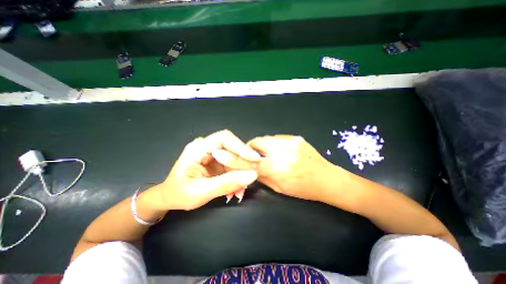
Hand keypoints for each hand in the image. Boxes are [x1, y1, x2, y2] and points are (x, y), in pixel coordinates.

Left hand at [148, 130, 259, 209]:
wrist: (170, 197)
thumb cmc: (179, 194)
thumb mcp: (201, 192)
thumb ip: (227, 183)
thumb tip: (252, 175)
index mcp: (198, 148)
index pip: (224, 138)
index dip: (241, 147)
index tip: (254, 159)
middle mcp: (207, 147)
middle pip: (232, 148)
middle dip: (243, 164)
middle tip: (249, 179)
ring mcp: (214, 154)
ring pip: (235, 157)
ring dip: (241, 173)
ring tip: (240, 190)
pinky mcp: (219, 161)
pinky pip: (233, 165)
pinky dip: (238, 177)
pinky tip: (236, 189)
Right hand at [246, 134, 339, 200]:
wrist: (327, 179)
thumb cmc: (304, 189)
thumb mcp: (280, 188)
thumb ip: (263, 177)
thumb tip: (250, 169)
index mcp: (280, 169)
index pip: (253, 161)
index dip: (241, 159)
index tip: (237, 159)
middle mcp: (284, 152)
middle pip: (258, 142)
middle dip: (249, 147)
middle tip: (249, 154)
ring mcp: (291, 142)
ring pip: (266, 138)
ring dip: (261, 145)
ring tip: (264, 152)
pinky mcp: (297, 138)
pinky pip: (277, 137)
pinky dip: (272, 143)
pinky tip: (277, 150)